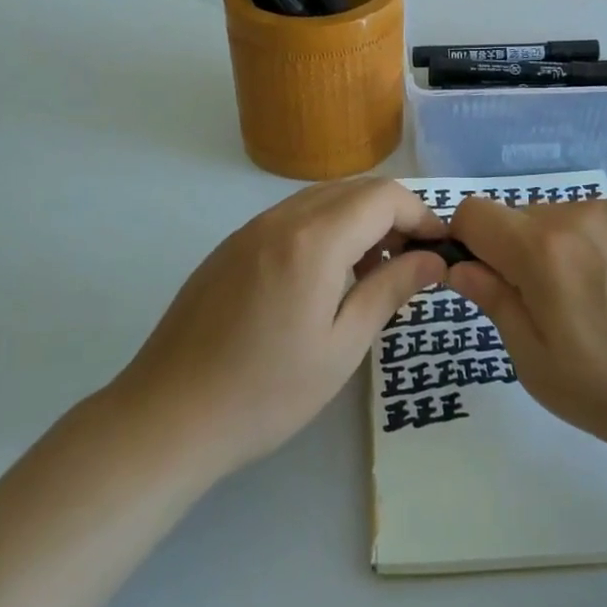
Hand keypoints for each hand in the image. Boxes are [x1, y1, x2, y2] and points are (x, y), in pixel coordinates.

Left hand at [115, 178, 446, 477]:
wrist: (167, 418)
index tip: (440, 249)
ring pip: (322, 199)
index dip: (421, 215)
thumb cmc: (265, 392)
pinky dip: (325, 228)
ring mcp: (250, 229)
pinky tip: (325, 276)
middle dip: (394, 214)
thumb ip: (390, 290)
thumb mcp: (342, 347)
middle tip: (414, 261)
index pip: (384, 197)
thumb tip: (433, 259)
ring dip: (359, 219)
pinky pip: (292, 216)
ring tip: (374, 270)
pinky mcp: (232, 246)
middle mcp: (281, 218)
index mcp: (313, 240)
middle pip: (355, 189)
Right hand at [447, 195, 606, 455]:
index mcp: (541, 251)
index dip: (469, 242)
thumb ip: (496, 305)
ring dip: (567, 250)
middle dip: (522, 254)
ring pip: (569, 219)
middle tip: (555, 308)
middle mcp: (578, 215)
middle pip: (523, 219)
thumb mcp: (541, 366)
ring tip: (605, 302)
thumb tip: (462, 268)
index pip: (474, 213)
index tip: (489, 279)